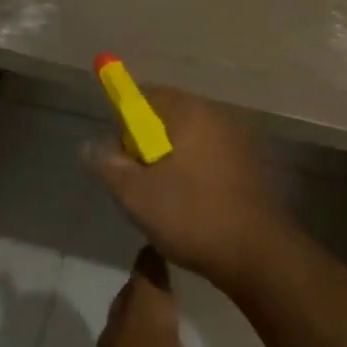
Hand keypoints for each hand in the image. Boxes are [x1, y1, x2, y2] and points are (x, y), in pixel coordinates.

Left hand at [58, 248, 292, 346]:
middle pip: (144, 281)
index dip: (177, 241)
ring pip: (137, 312)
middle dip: (174, 271)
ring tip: (205, 303)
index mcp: (143, 312)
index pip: (152, 255)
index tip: (209, 234)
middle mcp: (121, 324)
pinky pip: (133, 341)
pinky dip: (154, 334)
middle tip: (214, 267)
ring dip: (163, 305)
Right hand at [83, 86, 289, 289]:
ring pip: (187, 137)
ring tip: (160, 197)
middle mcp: (214, 113)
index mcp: (189, 111)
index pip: (146, 94)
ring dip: (168, 158)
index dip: (124, 120)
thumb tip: (89, 145)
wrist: (257, 252)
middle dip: (145, 142)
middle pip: (167, 114)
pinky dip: (191, 170)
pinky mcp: (247, 162)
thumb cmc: (192, 214)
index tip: (118, 154)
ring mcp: (235, 137)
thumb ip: (109, 165)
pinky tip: (187, 204)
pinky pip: (207, 154)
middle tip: (135, 180)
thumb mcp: (137, 194)